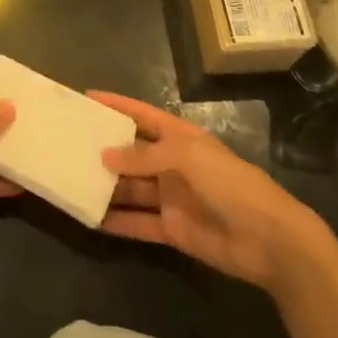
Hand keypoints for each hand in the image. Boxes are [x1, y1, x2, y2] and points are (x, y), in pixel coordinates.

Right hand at [93, 91, 334, 295]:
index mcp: (180, 137)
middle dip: (104, 149)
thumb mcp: (187, 157)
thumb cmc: (230, 183)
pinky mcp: (172, 229)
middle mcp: (172, 164)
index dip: (117, 105)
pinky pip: (137, 222)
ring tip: (71, 181)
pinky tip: (90, 218)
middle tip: (67, 145)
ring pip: (130, 188)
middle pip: (132, 153)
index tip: (87, 98)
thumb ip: (144, 155)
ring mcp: (171, 197)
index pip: (142, 115)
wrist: (269, 240)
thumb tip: (106, 156)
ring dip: (105, 186)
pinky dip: (116, 221)